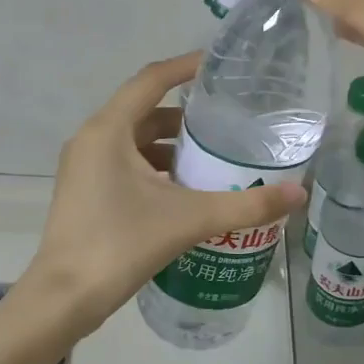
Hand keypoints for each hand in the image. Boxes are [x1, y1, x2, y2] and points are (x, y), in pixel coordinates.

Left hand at [26, 52, 305, 333]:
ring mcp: (84, 167)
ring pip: (135, 141)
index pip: (152, 80)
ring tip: (214, 157)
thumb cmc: (121, 245)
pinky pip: (125, 163)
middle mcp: (92, 139)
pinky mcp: (85, 191)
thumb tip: (299, 195)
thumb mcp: (190, 219)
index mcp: (108, 130)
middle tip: (228, 121)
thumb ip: (247, 205)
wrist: (64, 298)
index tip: (221, 65)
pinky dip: (155, 167)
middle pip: (145, 111)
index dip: (186, 67)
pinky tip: (186, 189)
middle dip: (186, 116)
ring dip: (171, 145)